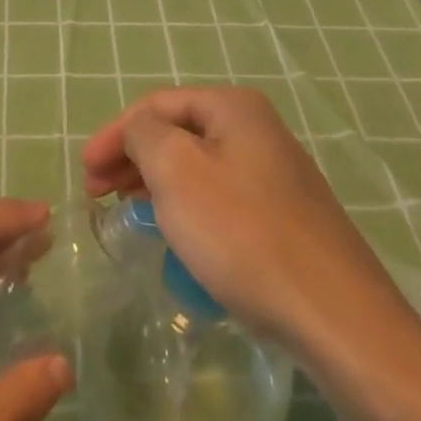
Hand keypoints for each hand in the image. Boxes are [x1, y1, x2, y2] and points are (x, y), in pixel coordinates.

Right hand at [80, 84, 395, 345]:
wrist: (337, 316)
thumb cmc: (244, 233)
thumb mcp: (177, 171)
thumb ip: (145, 134)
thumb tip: (140, 130)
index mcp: (233, 106)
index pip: (157, 104)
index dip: (114, 133)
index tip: (84, 172)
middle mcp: (257, 128)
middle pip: (178, 132)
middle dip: (133, 158)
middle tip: (97, 194)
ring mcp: (275, 173)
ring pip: (199, 167)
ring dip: (158, 184)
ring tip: (128, 213)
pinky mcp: (286, 216)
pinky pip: (222, 198)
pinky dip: (189, 208)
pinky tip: (179, 236)